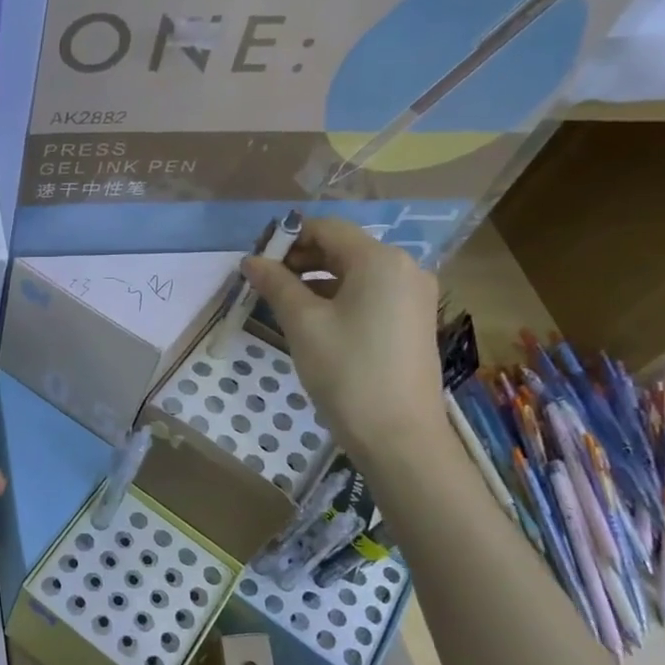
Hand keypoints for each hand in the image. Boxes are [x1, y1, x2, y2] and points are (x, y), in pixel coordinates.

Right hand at [239, 216, 449, 465]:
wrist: (399, 435)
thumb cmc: (347, 371)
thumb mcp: (303, 324)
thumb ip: (276, 285)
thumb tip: (251, 261)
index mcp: (379, 259)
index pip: (326, 228)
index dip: (287, 239)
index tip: (256, 263)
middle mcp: (404, 267)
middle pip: (342, 248)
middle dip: (300, 260)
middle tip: (264, 285)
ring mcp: (413, 295)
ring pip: (355, 273)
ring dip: (316, 281)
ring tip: (282, 306)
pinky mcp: (413, 320)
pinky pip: (369, 294)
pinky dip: (338, 299)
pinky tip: (314, 322)